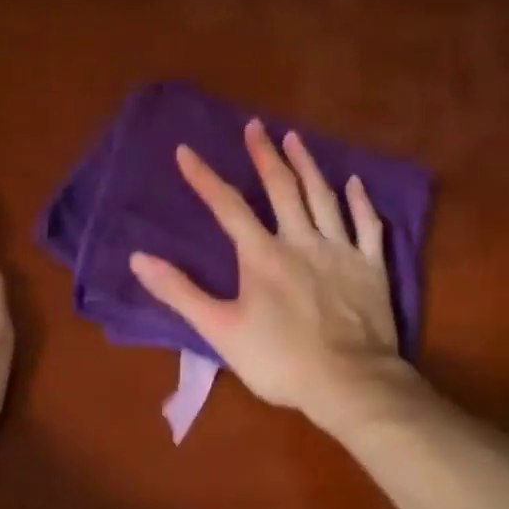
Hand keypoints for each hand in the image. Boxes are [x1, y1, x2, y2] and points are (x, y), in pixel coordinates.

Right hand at [128, 120, 406, 430]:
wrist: (348, 383)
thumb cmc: (279, 360)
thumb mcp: (219, 329)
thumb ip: (180, 292)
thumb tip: (138, 258)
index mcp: (262, 255)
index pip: (227, 206)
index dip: (204, 177)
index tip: (186, 150)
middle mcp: (301, 240)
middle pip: (282, 188)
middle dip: (265, 155)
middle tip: (256, 126)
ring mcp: (340, 251)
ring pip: (323, 197)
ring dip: (308, 165)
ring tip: (295, 138)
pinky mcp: (371, 267)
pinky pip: (367, 226)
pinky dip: (361, 201)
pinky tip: (356, 182)